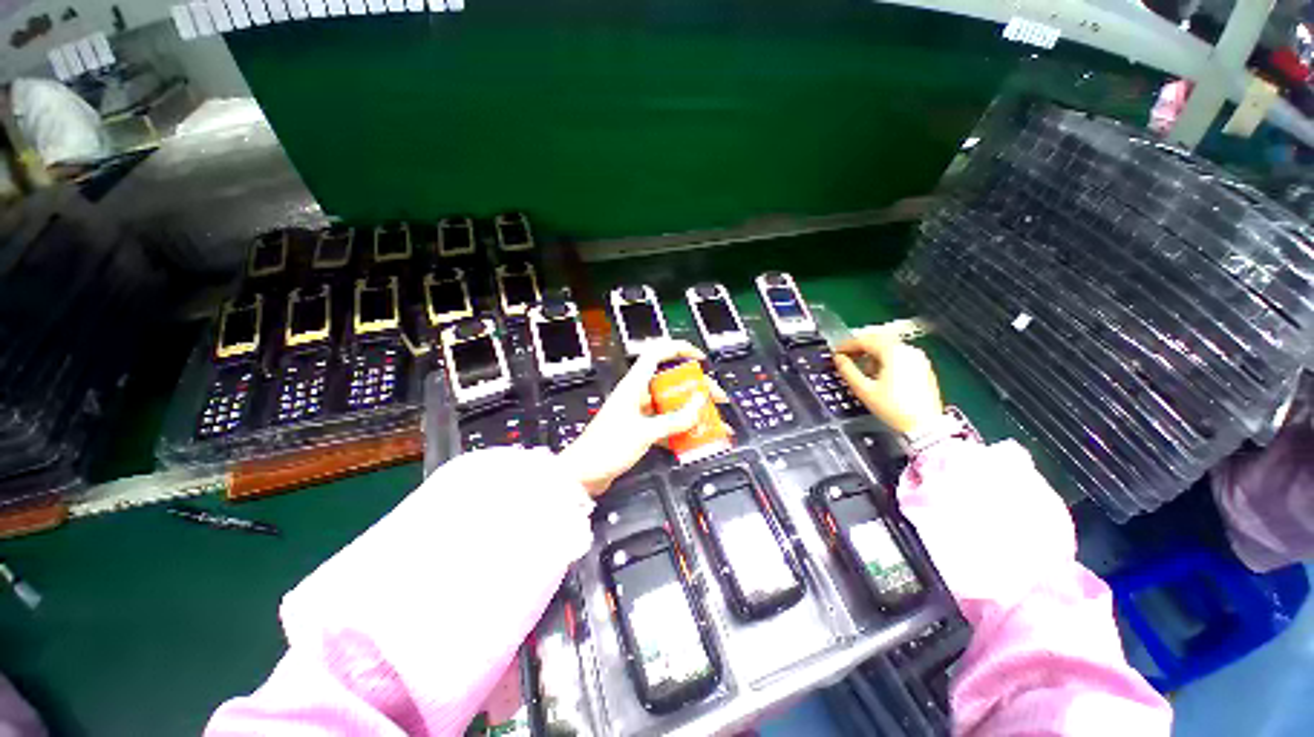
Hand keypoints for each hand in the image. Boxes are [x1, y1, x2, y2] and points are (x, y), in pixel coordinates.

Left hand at [557, 340, 728, 496]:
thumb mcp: (644, 432)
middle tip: (715, 398)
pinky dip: (681, 430)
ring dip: (691, 411)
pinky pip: (666, 424)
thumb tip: (698, 405)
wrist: (583, 474)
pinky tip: (694, 438)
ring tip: (711, 420)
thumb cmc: (605, 447)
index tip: (699, 358)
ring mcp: (639, 413)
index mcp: (634, 386)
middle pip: (671, 382)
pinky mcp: (640, 430)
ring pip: (671, 404)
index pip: (657, 354)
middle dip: (696, 388)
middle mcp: (637, 395)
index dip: (679, 350)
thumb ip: (674, 420)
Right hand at [834, 328, 943, 435]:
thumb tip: (838, 358)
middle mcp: (908, 350)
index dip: (847, 345)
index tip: (836, 352)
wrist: (924, 426)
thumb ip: (848, 370)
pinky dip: (885, 360)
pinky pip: (899, 356)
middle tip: (845, 357)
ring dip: (872, 354)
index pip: (865, 340)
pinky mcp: (923, 368)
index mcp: (893, 352)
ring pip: (889, 348)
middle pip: (878, 341)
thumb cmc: (892, 407)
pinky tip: (878, 374)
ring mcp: (918, 358)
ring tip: (861, 368)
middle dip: (860, 348)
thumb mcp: (864, 389)